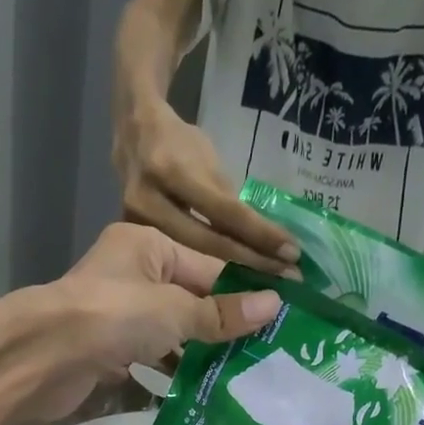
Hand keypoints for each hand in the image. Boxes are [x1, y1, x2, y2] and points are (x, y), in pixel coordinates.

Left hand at [17, 224, 282, 421]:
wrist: (42, 358)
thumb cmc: (111, 316)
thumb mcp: (174, 310)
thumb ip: (220, 313)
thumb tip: (273, 305)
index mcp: (147, 247)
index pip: (209, 267)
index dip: (245, 291)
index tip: (282, 313)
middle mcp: (131, 276)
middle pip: (189, 302)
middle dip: (223, 329)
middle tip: (267, 353)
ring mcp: (116, 317)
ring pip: (170, 335)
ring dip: (199, 356)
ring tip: (242, 378)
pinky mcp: (106, 353)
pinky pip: (148, 362)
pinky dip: (171, 376)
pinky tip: (201, 393)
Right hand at [115, 98, 300, 273]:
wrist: (132, 133)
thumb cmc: (177, 142)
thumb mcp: (206, 157)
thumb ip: (226, 198)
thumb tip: (258, 238)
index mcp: (172, 169)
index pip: (225, 211)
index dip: (260, 234)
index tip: (292, 253)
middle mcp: (150, 200)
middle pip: (208, 243)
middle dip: (251, 261)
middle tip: (287, 280)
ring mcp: (136, 225)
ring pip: (190, 261)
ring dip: (231, 276)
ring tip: (266, 287)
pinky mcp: (132, 241)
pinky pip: (172, 265)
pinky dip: (203, 278)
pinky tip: (228, 291)